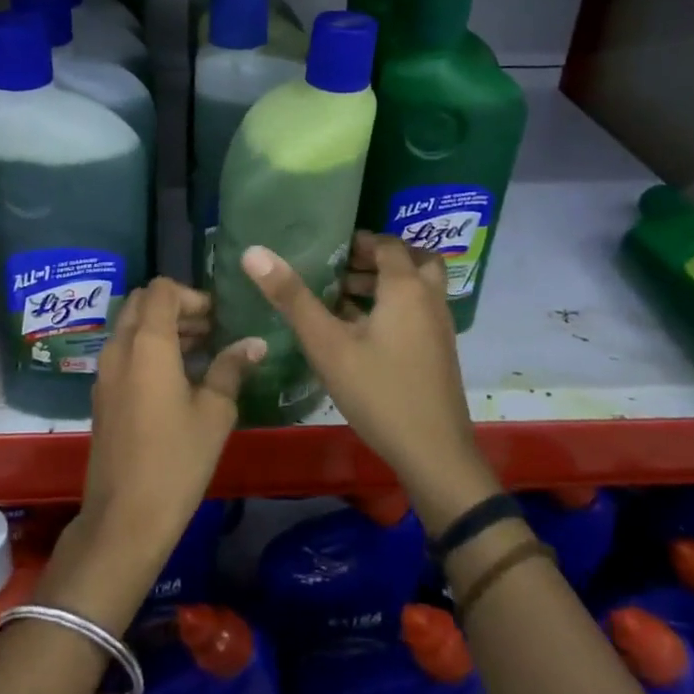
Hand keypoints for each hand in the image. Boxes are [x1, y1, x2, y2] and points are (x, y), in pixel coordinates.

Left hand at [51, 280, 263, 624]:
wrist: (125, 516)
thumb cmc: (177, 460)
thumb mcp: (215, 412)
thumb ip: (231, 369)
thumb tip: (253, 343)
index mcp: (147, 344)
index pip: (161, 290)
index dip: (191, 295)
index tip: (217, 318)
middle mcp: (119, 349)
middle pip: (140, 303)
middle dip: (175, 307)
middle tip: (209, 330)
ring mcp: (104, 373)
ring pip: (129, 328)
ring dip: (161, 328)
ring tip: (200, 352)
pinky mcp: (102, 395)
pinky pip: (123, 353)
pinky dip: (147, 349)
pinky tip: (176, 378)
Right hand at [239, 234, 488, 526]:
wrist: (433, 452)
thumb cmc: (378, 391)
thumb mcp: (327, 344)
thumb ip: (292, 298)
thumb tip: (254, 252)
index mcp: (406, 288)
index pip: (388, 245)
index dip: (359, 242)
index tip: (328, 249)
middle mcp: (429, 300)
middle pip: (411, 261)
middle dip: (376, 260)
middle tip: (340, 270)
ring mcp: (439, 328)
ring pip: (416, 289)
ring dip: (384, 285)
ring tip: (341, 299)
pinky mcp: (438, 352)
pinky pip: (417, 312)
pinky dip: (393, 308)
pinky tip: (360, 334)